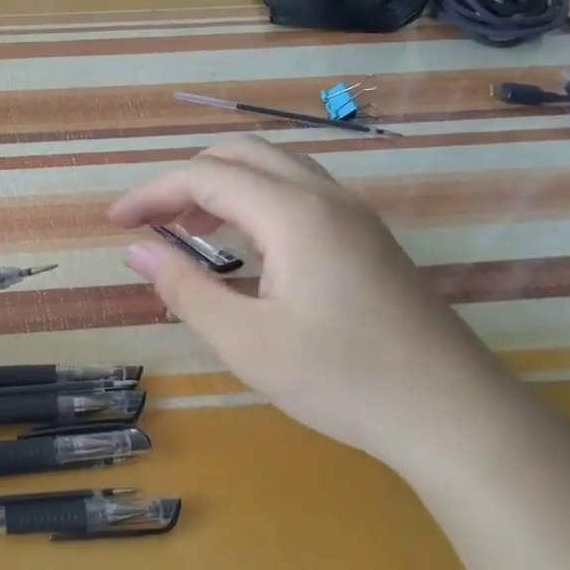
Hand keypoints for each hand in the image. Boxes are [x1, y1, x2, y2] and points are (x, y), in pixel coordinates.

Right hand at [110, 136, 531, 474]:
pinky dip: (254, 203)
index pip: (204, 176)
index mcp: (293, 213)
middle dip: (185, 180)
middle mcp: (325, 197)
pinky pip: (298, 194)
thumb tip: (136, 249)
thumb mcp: (245, 340)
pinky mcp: (367, 238)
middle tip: (151, 223)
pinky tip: (245, 249)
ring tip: (188, 232)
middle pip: (240, 155)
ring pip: (274, 169)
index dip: (151, 193)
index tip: (115, 223)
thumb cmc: (341, 379)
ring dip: (222, 188)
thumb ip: (184, 288)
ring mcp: (353, 215)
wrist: (454, 415)